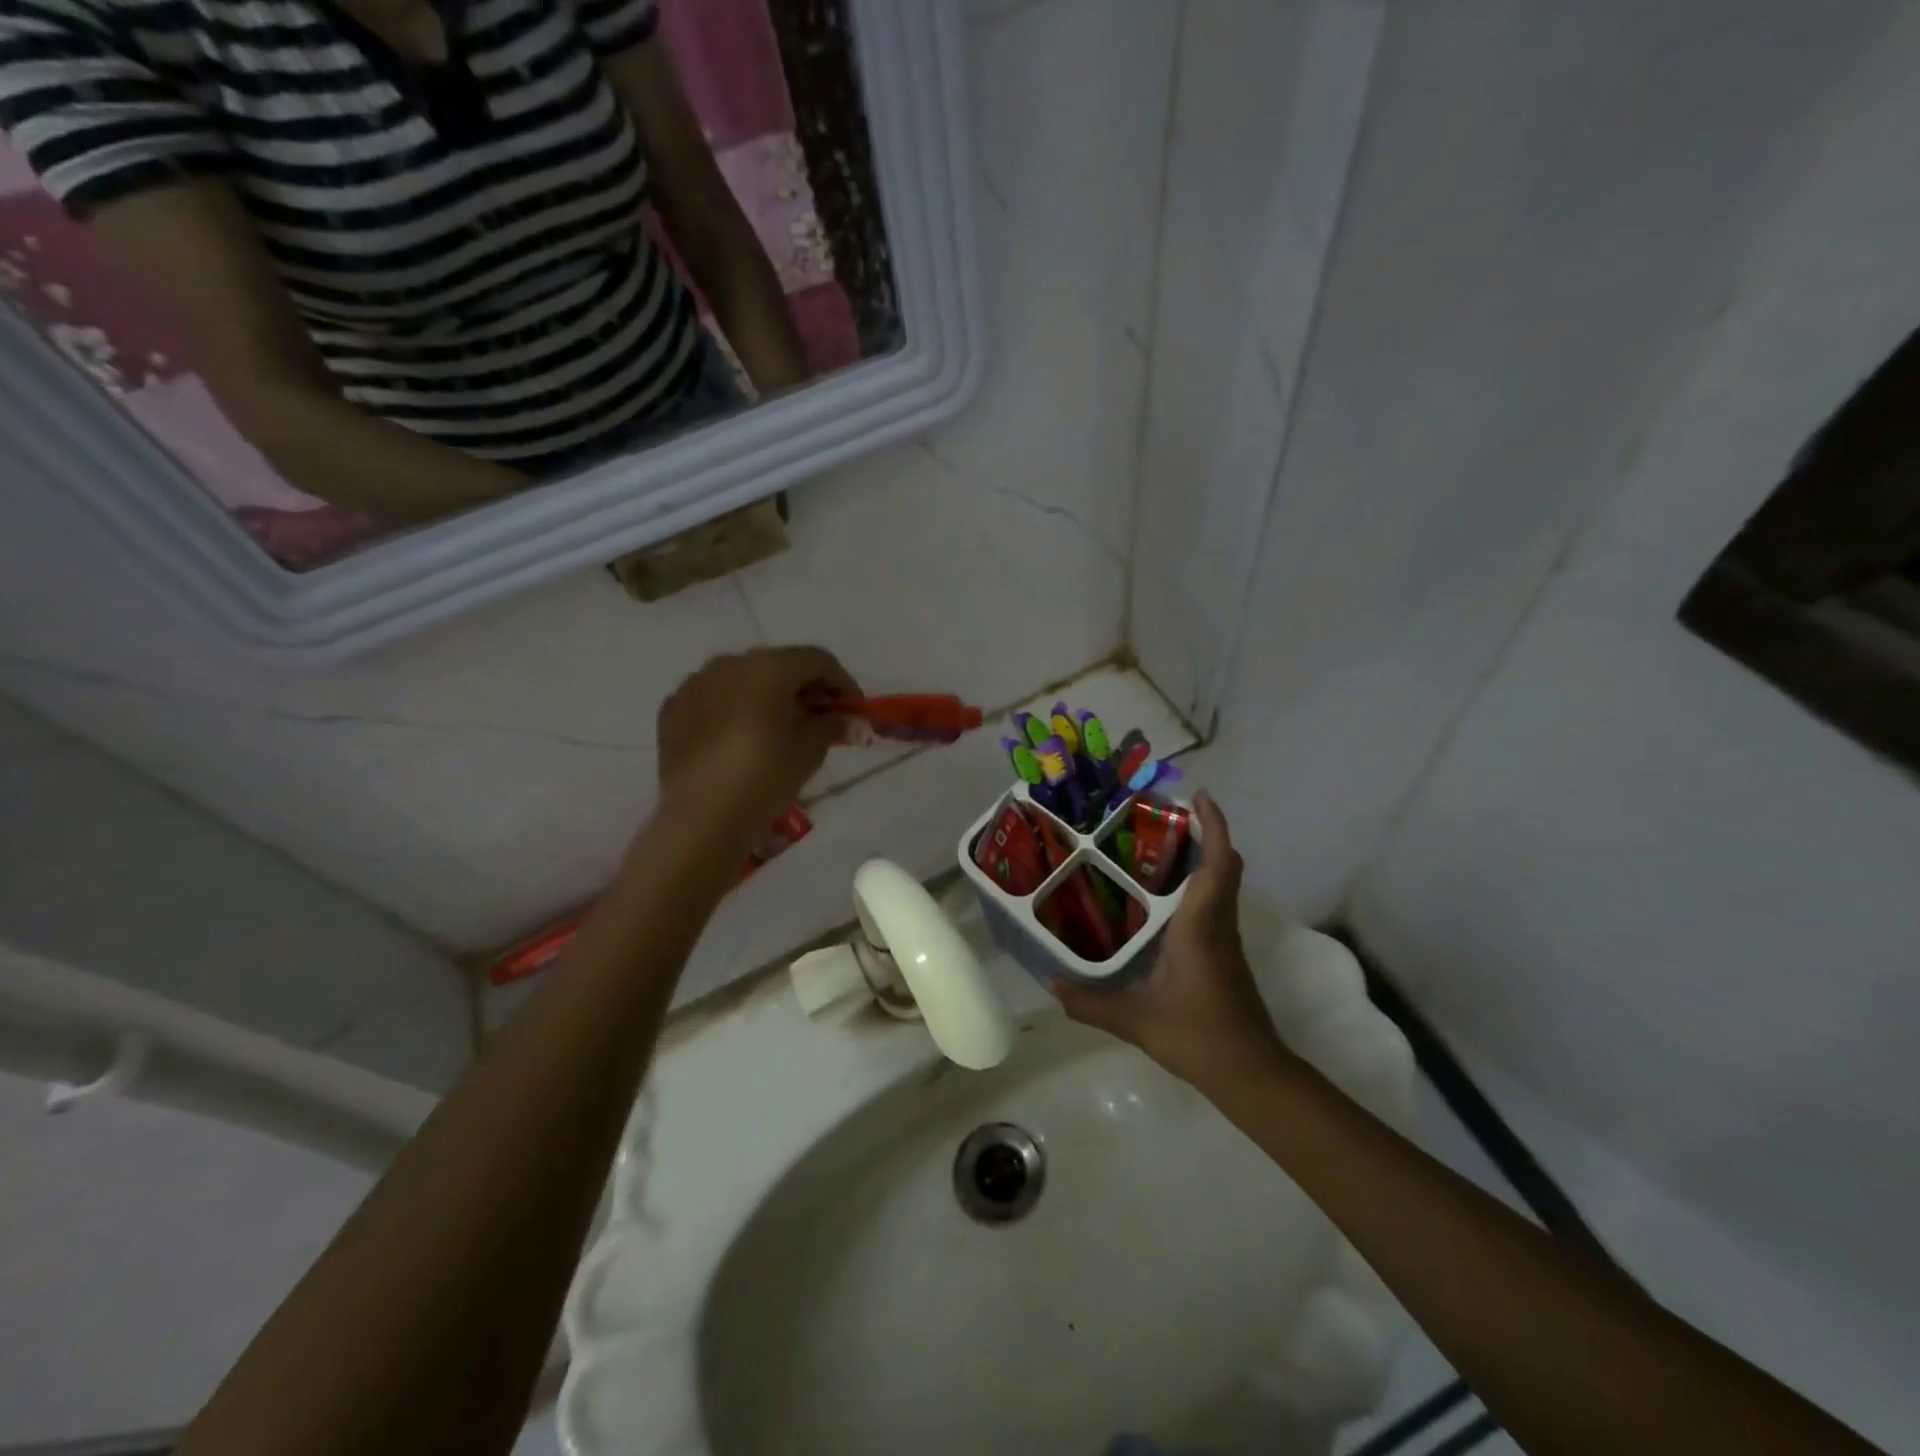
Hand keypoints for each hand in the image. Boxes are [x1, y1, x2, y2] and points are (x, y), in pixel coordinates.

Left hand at [656, 647, 857, 835]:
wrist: (703, 816)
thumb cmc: (767, 775)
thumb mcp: (810, 750)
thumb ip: (832, 725)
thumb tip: (846, 719)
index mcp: (769, 666)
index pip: (817, 660)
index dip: (842, 682)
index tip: (854, 709)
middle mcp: (730, 663)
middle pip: (779, 665)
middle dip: (804, 688)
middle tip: (821, 718)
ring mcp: (696, 684)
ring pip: (742, 679)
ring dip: (767, 696)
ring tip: (780, 728)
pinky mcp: (673, 709)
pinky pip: (713, 699)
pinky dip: (734, 710)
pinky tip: (741, 738)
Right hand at [1050, 793, 1288, 1088]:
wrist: (1252, 1073)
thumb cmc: (1199, 1036)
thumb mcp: (1136, 1020)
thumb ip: (1090, 1002)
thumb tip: (1050, 984)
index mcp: (1200, 926)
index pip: (1217, 864)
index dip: (1214, 826)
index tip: (1200, 796)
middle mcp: (1218, 924)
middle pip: (1225, 866)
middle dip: (1206, 834)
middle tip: (1166, 818)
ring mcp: (1226, 940)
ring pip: (1223, 885)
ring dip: (1203, 859)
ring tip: (1156, 850)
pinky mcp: (1226, 956)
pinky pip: (1215, 905)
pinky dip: (1198, 887)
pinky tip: (1162, 902)